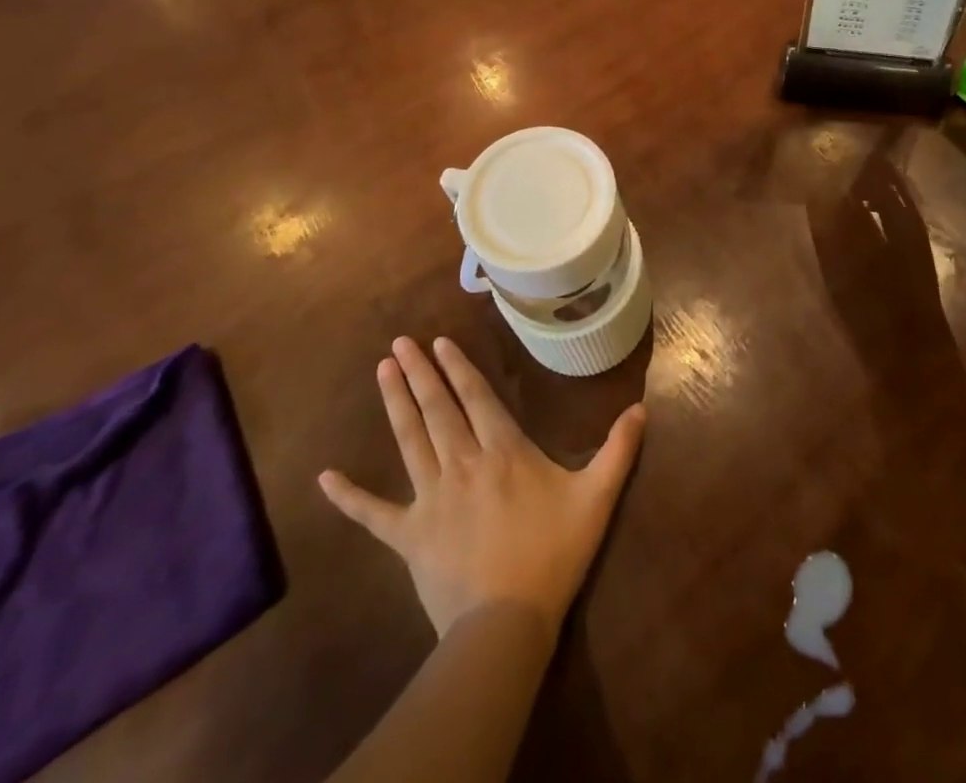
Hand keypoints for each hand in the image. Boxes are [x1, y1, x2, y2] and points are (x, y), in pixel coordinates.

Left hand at [319, 336, 645, 639]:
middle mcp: (463, 463)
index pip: (476, 398)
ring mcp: (430, 498)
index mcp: (503, 451)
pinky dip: (348, 496)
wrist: (506, 623)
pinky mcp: (407, 536)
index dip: (458, 367)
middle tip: (400, 343)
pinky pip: (372, 514)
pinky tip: (323, 477)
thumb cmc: (553, 553)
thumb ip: (619, 450)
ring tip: (382, 371)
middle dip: (419, 373)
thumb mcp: (597, 498)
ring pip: (409, 441)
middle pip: (437, 409)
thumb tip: (642, 407)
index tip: (438, 342)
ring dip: (395, 404)